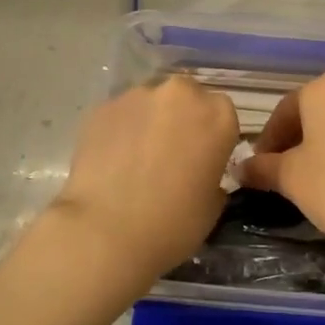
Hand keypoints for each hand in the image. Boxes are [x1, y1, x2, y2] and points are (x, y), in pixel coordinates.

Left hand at [48, 76, 238, 287]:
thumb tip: (199, 171)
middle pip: (185, 97)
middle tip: (169, 155)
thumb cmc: (173, 224)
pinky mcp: (102, 106)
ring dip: (149, 122)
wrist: (106, 231)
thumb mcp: (213, 205)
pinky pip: (120, 115)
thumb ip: (212, 175)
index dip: (211, 136)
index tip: (202, 159)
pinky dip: (119, 130)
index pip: (222, 114)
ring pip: (150, 103)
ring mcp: (137, 96)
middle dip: (180, 119)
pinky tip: (111, 161)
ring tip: (135, 159)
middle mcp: (180, 94)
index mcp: (217, 115)